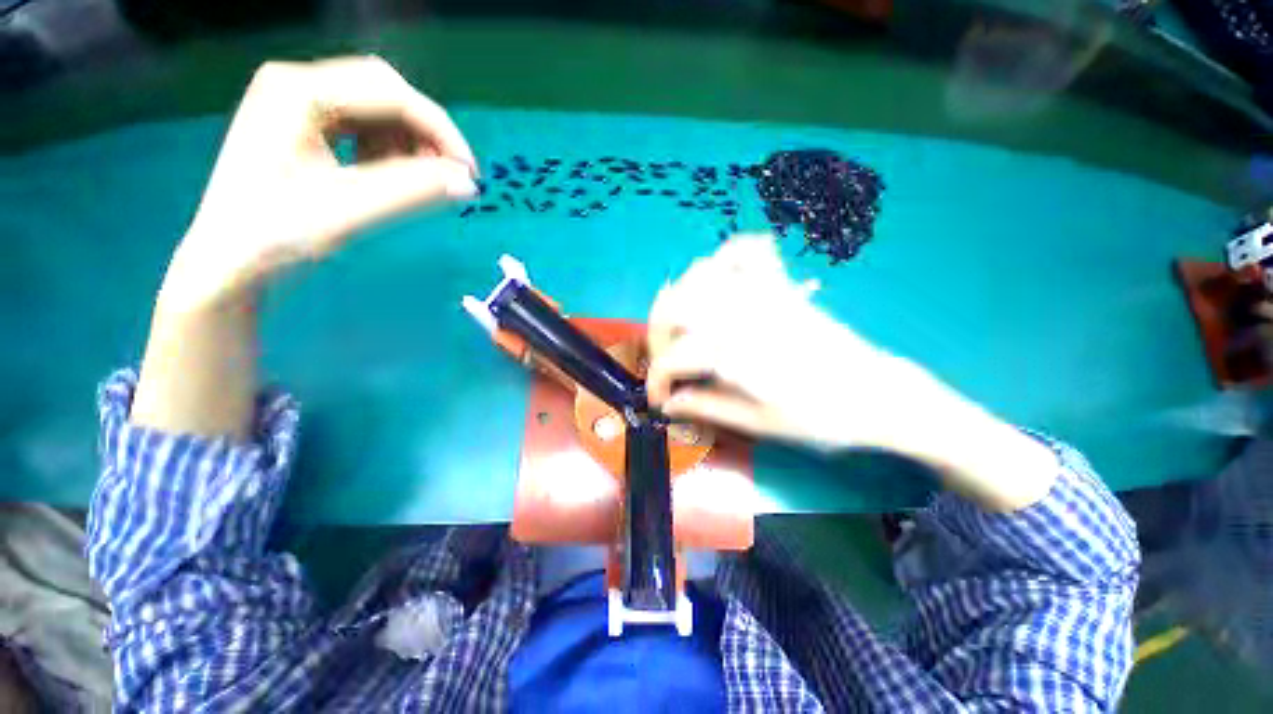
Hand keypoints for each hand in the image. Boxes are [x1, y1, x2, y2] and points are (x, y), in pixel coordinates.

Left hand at [163, 55, 478, 309]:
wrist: (230, 264)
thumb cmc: (277, 235)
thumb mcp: (351, 210)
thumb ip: (414, 191)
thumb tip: (468, 183)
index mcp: (298, 91)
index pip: (390, 93)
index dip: (440, 131)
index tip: (470, 174)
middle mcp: (296, 84)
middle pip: (384, 92)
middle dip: (424, 133)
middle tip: (448, 175)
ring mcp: (297, 103)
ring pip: (377, 109)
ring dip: (408, 143)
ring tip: (417, 182)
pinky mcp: (303, 126)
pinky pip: (362, 127)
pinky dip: (388, 151)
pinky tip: (390, 178)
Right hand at [645, 236, 1056, 510]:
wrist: (877, 394)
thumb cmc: (820, 416)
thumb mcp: (760, 422)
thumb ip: (709, 407)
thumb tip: (669, 404)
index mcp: (736, 354)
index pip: (674, 359)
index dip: (657, 380)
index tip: (659, 400)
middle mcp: (742, 316)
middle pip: (674, 305)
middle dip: (657, 331)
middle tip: (665, 357)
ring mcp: (762, 294)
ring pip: (700, 274)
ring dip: (679, 296)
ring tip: (683, 324)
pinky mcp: (780, 286)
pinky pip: (748, 250)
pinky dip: (725, 255)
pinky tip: (718, 275)